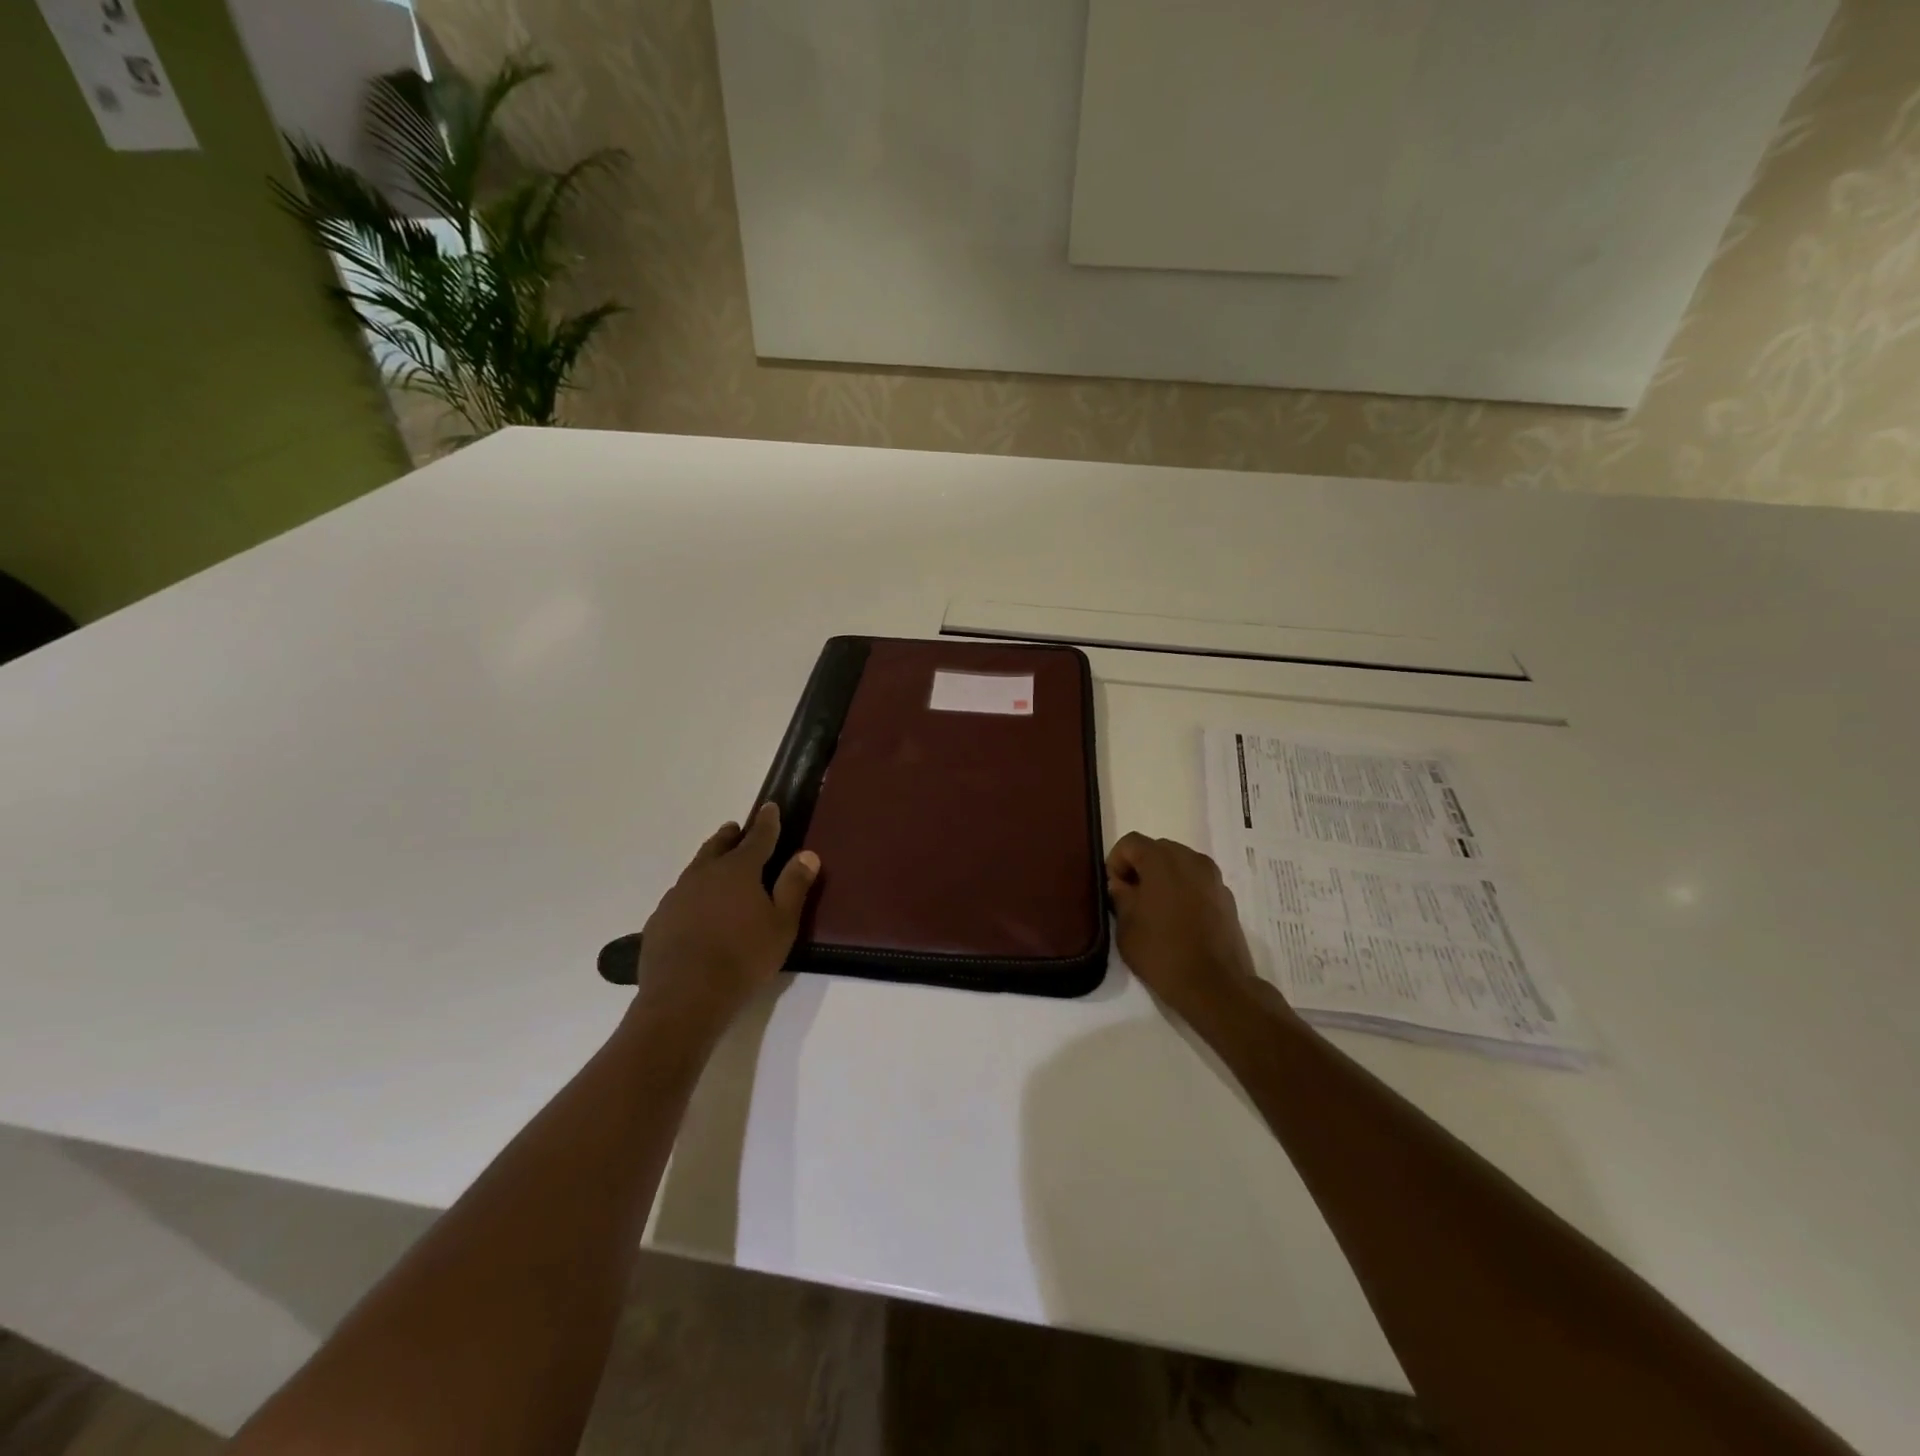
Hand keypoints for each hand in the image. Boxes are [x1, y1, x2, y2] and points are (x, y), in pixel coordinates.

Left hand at [631, 804, 819, 1042]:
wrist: (685, 997)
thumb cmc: (743, 958)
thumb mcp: (782, 925)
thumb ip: (794, 886)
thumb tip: (807, 854)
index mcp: (739, 870)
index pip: (758, 837)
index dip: (767, 822)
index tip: (770, 807)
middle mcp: (705, 873)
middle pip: (719, 846)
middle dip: (731, 836)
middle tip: (736, 829)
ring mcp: (677, 895)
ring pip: (696, 868)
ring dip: (709, 860)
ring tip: (716, 862)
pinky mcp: (660, 919)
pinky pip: (681, 895)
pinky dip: (693, 892)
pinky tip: (696, 908)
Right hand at [1106, 832, 1269, 1027]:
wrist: (1214, 986)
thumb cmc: (1162, 953)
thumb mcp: (1126, 926)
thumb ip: (1120, 896)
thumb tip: (1121, 884)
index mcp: (1162, 861)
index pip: (1131, 842)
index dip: (1116, 862)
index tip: (1115, 890)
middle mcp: (1191, 860)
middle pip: (1158, 849)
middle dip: (1141, 867)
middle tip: (1132, 898)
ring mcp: (1213, 878)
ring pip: (1180, 864)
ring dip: (1164, 877)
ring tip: (1157, 909)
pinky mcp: (1227, 897)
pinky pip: (1198, 881)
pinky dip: (1185, 889)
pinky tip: (1180, 920)